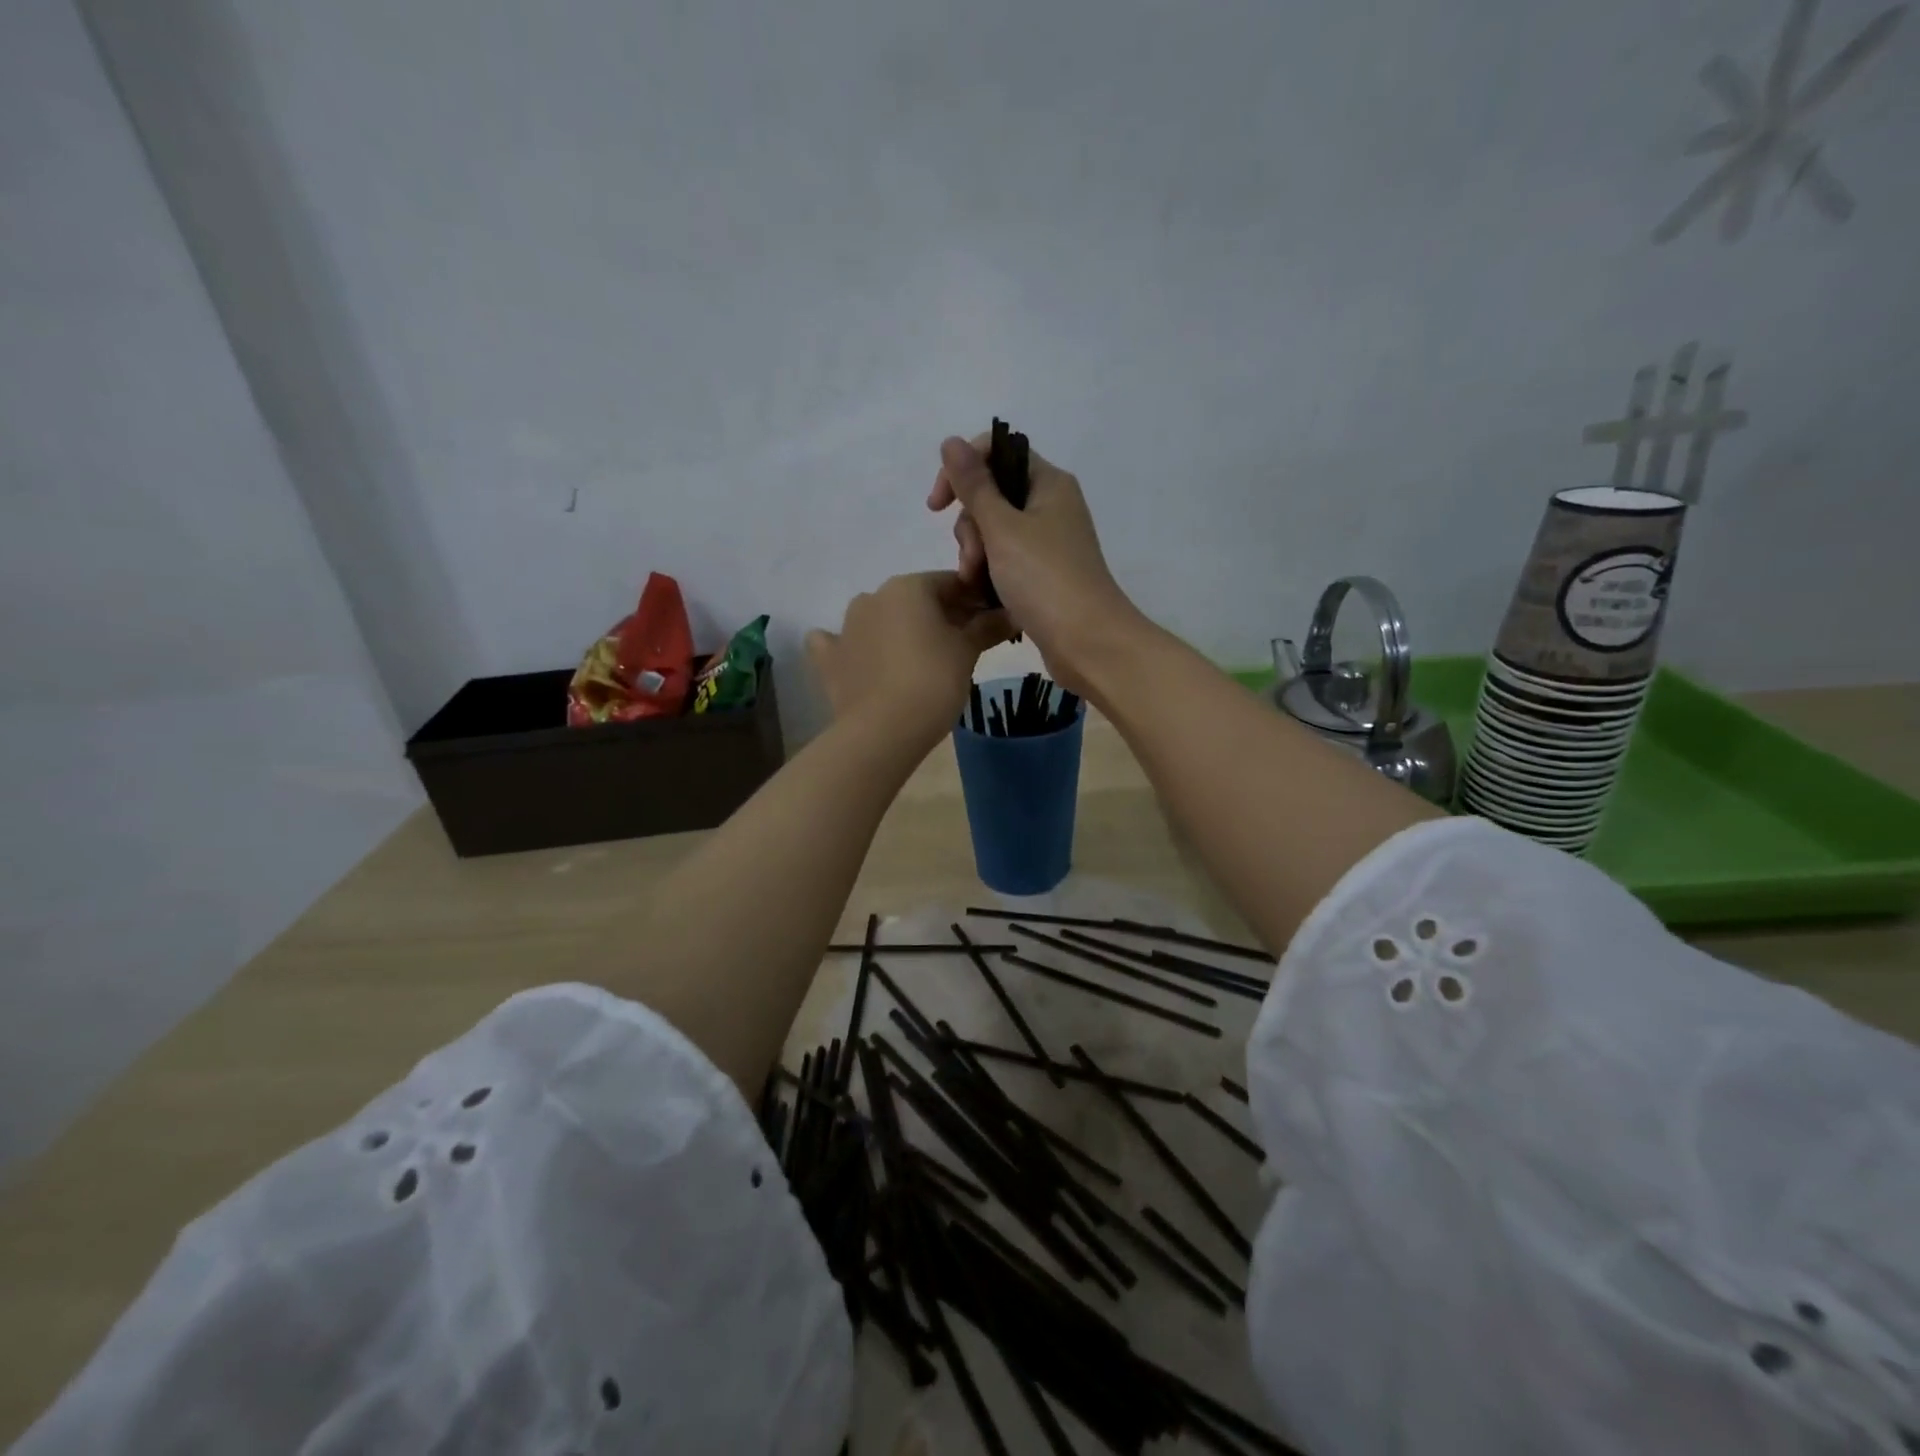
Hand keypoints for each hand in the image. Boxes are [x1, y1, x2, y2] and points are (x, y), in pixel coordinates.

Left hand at [805, 572, 1009, 745]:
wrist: (884, 730)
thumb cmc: (934, 681)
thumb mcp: (968, 652)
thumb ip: (988, 627)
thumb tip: (1011, 614)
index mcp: (908, 587)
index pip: (951, 583)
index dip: (973, 601)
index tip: (988, 624)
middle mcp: (873, 596)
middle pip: (915, 601)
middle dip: (938, 617)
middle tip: (959, 648)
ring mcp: (845, 627)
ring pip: (879, 619)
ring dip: (898, 631)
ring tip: (917, 662)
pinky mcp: (828, 658)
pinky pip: (839, 644)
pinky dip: (853, 648)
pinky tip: (862, 662)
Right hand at [927, 435, 1139, 694]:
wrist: (1088, 642)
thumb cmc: (1045, 580)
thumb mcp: (1003, 529)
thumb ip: (974, 486)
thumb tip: (950, 441)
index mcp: (1048, 483)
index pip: (996, 453)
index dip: (962, 471)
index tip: (938, 505)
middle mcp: (1050, 506)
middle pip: (991, 496)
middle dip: (970, 526)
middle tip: (972, 560)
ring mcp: (1047, 542)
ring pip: (993, 532)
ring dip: (976, 554)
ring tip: (976, 583)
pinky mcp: (1042, 574)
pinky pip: (1005, 560)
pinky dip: (990, 572)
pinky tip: (983, 593)